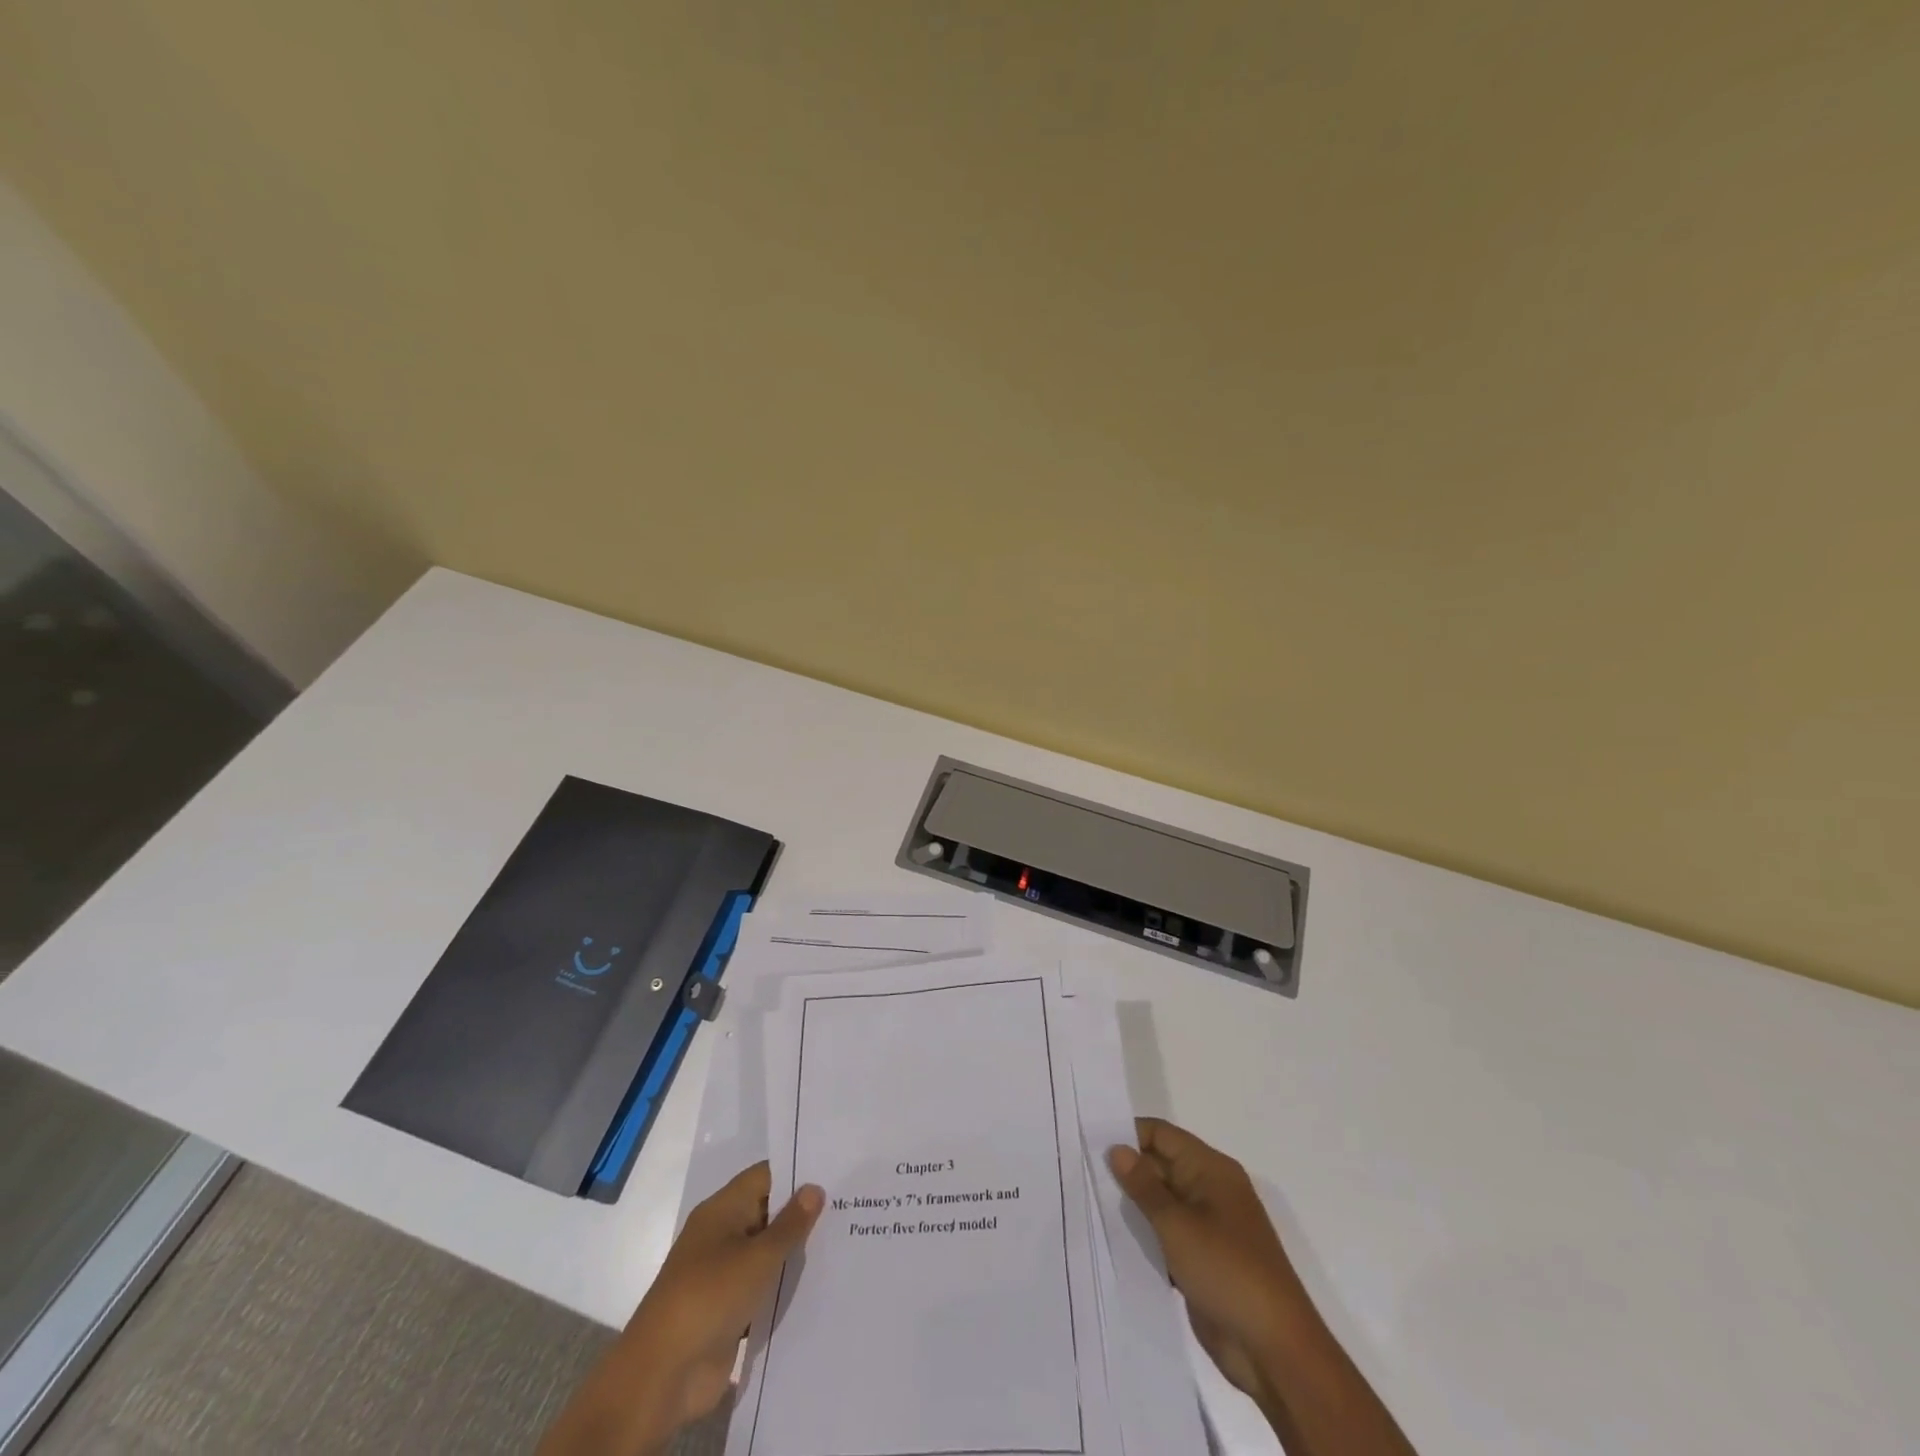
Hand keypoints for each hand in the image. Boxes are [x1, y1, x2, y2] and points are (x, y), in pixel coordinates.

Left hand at [538, 1164, 823, 1455]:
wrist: (662, 1376)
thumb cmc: (709, 1297)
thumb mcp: (757, 1257)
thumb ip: (790, 1223)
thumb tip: (815, 1187)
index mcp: (722, 1210)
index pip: (766, 1176)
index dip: (798, 1171)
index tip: (837, 1170)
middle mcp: (722, 1235)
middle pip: (768, 1213)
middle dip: (803, 1213)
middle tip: (851, 1206)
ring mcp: (724, 1274)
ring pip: (768, 1253)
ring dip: (796, 1253)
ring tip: (846, 1241)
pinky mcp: (729, 1311)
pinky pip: (763, 1288)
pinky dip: (784, 1287)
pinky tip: (822, 1285)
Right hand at [1108, 1119, 1415, 1455]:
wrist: (1275, 1351)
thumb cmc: (1227, 1271)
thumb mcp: (1178, 1224)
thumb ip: (1144, 1186)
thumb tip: (1117, 1148)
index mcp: (1211, 1169)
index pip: (1162, 1135)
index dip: (1127, 1134)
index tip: (1088, 1141)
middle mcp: (1210, 1190)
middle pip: (1161, 1166)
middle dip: (1125, 1170)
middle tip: (1079, 1172)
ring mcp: (1209, 1227)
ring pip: (1162, 1203)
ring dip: (1133, 1206)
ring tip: (1088, 1202)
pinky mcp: (1204, 1260)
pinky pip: (1168, 1235)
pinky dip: (1145, 1236)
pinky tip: (1114, 1241)